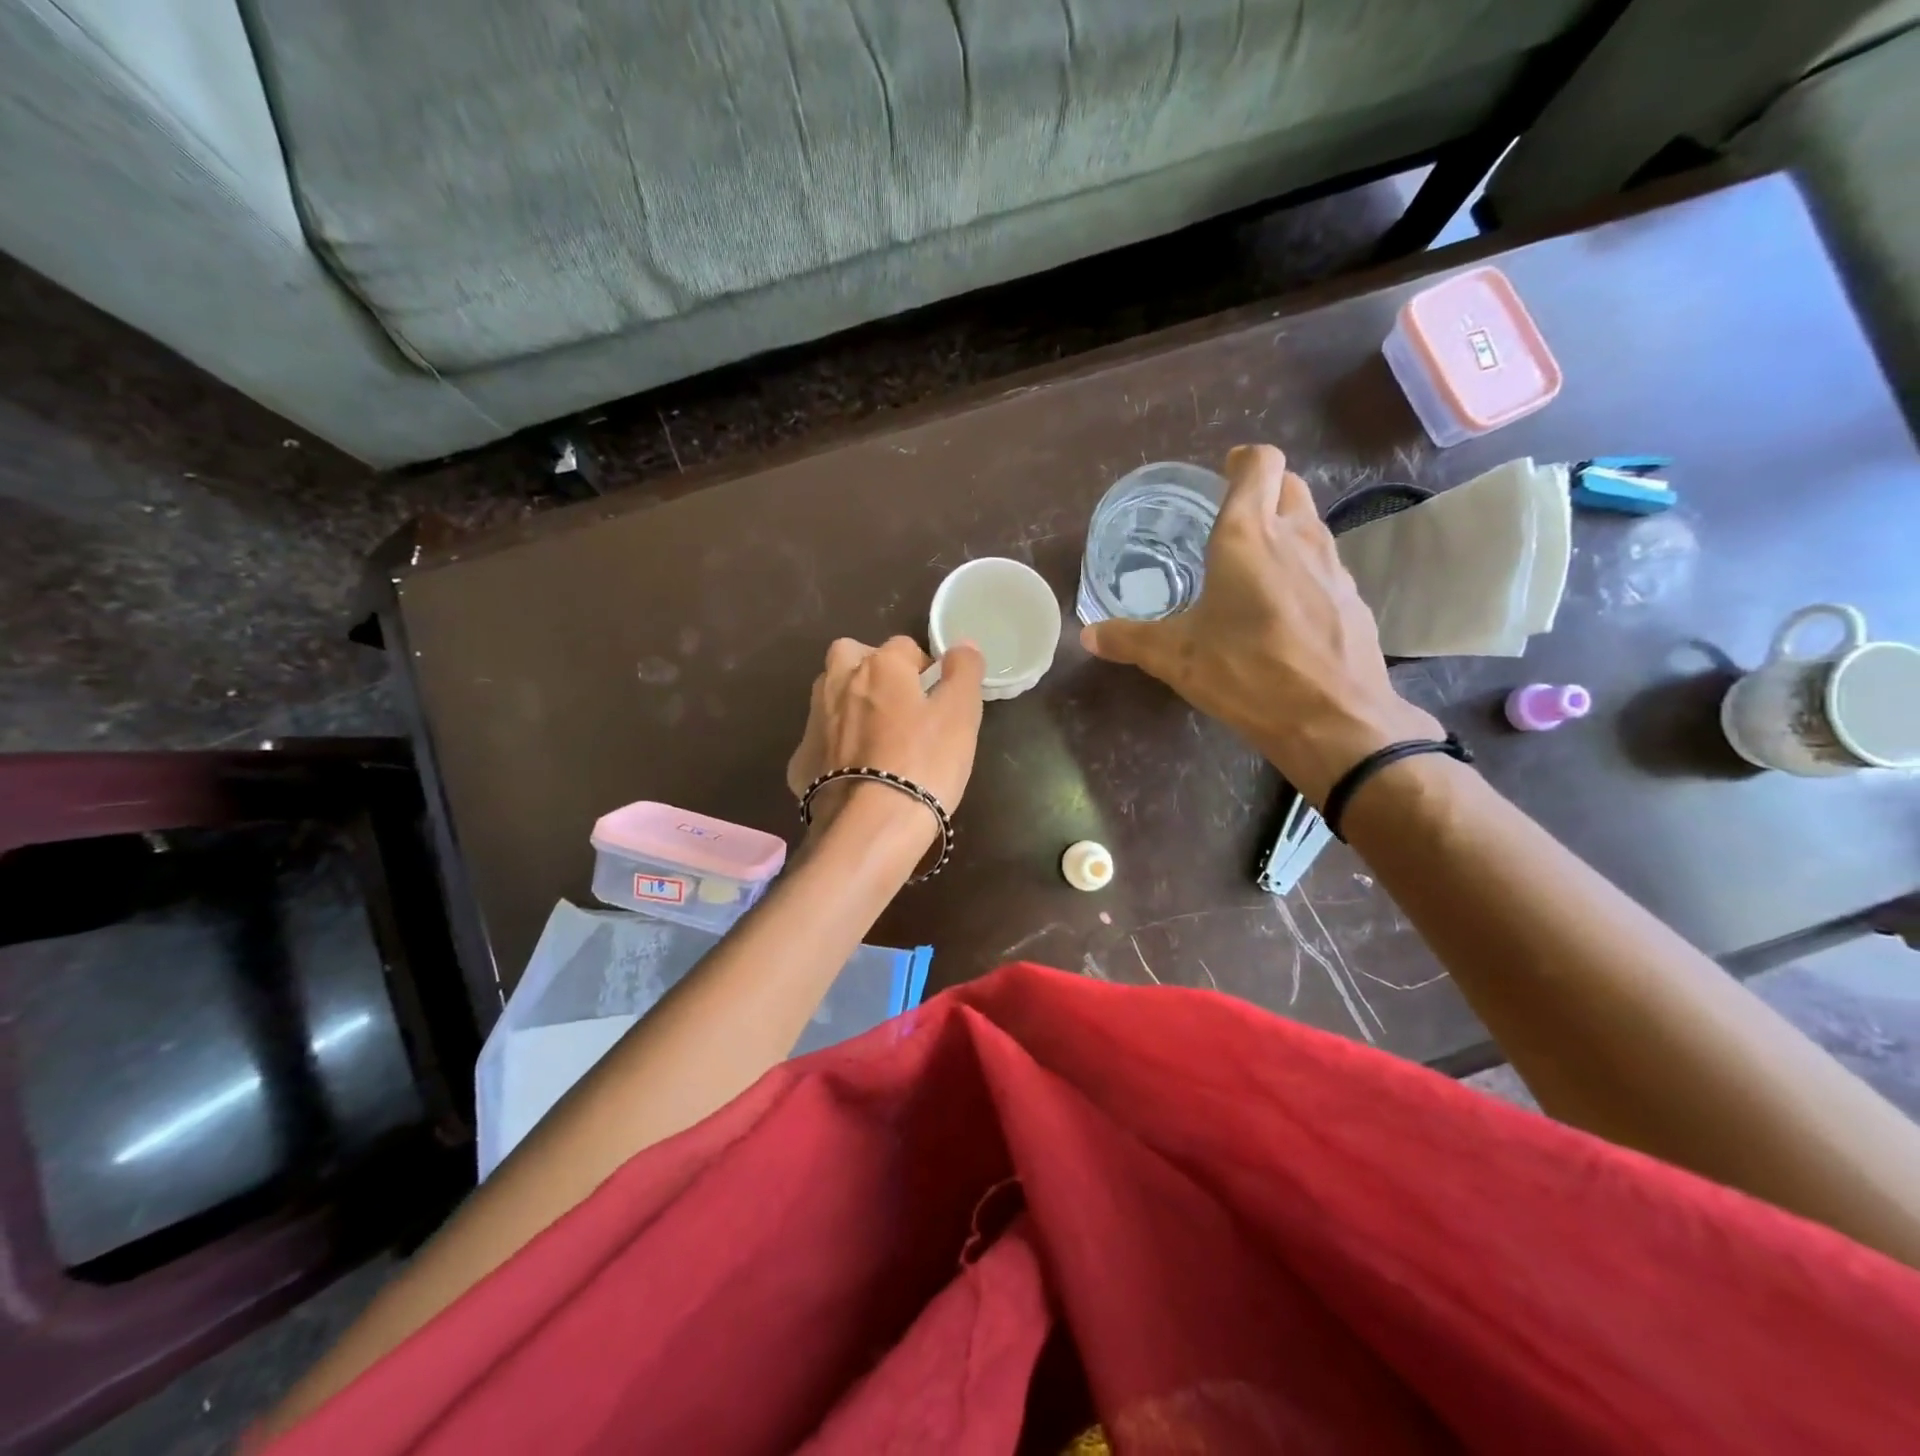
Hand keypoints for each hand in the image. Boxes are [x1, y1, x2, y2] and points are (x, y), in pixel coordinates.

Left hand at [786, 636, 986, 841]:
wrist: (870, 826)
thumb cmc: (924, 763)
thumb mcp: (960, 714)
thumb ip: (963, 671)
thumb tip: (962, 644)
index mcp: (880, 666)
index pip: (904, 647)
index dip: (924, 668)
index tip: (937, 697)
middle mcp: (838, 683)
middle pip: (851, 656)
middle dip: (872, 669)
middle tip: (898, 704)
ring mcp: (814, 722)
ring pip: (830, 695)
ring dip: (849, 703)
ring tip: (877, 736)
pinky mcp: (801, 761)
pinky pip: (821, 741)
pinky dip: (835, 747)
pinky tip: (854, 772)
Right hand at [1081, 444, 1440, 802]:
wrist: (1334, 719)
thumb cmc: (1248, 674)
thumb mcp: (1176, 658)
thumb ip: (1129, 639)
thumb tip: (1088, 635)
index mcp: (1247, 537)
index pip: (1259, 464)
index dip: (1241, 462)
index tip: (1222, 475)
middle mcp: (1296, 537)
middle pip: (1289, 484)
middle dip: (1263, 489)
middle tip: (1232, 517)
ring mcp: (1332, 566)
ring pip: (1310, 522)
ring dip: (1284, 527)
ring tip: (1253, 563)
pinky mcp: (1352, 598)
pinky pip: (1324, 564)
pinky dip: (1302, 568)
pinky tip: (1283, 608)